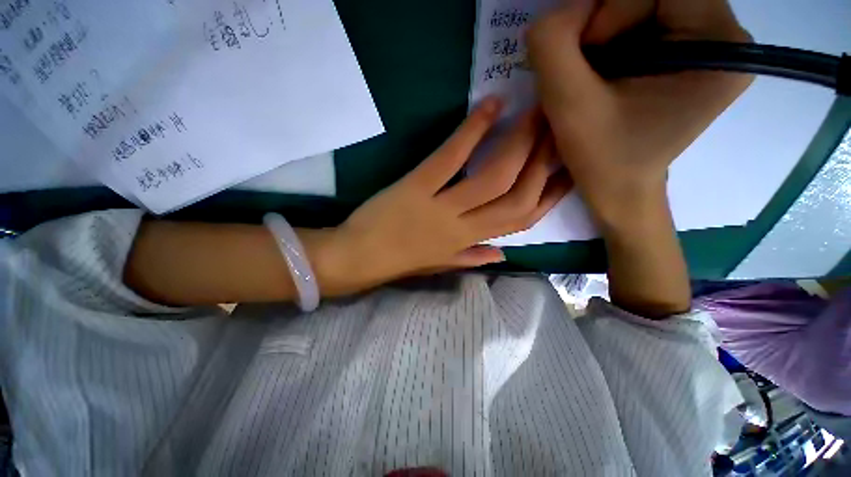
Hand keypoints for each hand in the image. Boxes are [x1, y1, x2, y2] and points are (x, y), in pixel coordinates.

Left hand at [316, 98, 570, 294]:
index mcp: (468, 243)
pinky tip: (489, 105)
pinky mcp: (415, 186)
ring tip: (537, 111)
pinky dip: (471, 130)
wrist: (359, 257)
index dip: (550, 196)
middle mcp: (462, 227)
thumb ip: (473, 258)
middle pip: (517, 196)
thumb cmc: (400, 261)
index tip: (569, 170)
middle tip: (559, 127)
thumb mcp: (441, 264)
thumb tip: (503, 253)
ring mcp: (439, 206)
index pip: (521, 221)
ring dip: (519, 142)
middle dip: (544, 161)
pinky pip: (449, 157)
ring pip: (492, 177)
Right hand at [527, 0, 752, 226]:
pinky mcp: (691, 54)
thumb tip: (558, 9)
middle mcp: (726, 35)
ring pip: (645, 5)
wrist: (620, 189)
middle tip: (585, 70)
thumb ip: (553, 46)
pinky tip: (604, 75)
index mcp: (718, 44)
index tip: (584, 60)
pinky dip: (613, 41)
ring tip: (593, 77)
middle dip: (606, 23)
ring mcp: (710, 44)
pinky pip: (646, 22)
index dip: (608, 12)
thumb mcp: (568, 106)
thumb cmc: (601, 159)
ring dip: (606, 33)